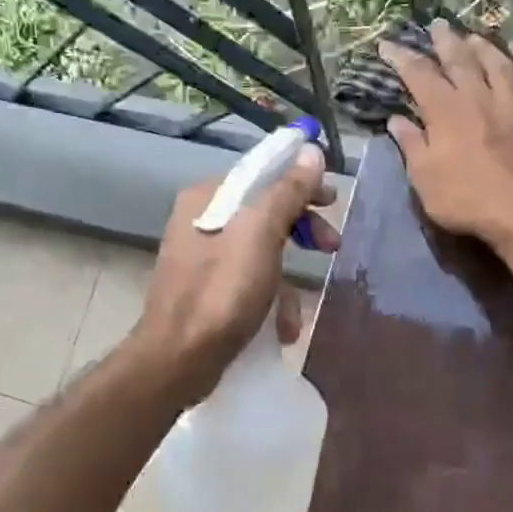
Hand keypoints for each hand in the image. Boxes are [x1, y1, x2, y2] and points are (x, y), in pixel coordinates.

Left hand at [132, 142, 340, 403]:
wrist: (180, 359)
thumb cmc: (222, 291)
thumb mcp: (261, 234)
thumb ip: (287, 192)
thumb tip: (311, 152)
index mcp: (208, 198)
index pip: (262, 174)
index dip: (301, 183)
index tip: (332, 201)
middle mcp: (201, 222)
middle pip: (264, 213)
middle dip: (301, 232)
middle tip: (332, 246)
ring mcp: (202, 260)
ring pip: (260, 254)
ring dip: (287, 281)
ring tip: (300, 309)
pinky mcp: (207, 294)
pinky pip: (248, 285)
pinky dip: (269, 302)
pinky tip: (281, 329)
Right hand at [380, 20, 512, 251]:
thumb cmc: (465, 200)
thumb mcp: (424, 178)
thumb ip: (410, 144)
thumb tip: (395, 119)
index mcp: (446, 110)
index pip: (418, 74)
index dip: (401, 57)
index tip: (387, 44)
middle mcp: (479, 96)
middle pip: (461, 58)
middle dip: (445, 40)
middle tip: (437, 25)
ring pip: (499, 64)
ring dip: (484, 48)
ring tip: (475, 38)